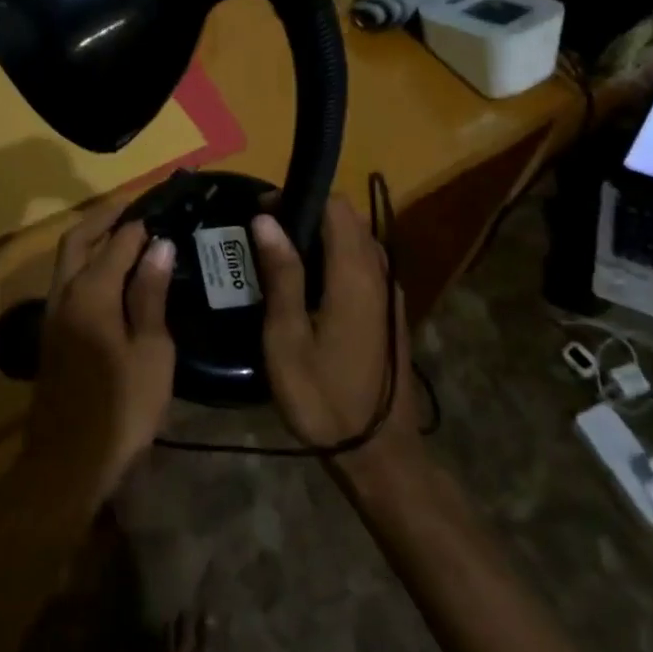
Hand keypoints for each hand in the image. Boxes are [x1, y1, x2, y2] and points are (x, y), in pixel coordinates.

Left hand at [23, 197, 176, 506]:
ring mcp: (53, 316)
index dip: (138, 224)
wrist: (69, 462)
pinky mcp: (52, 336)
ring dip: (93, 242)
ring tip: (128, 238)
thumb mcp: (151, 352)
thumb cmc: (122, 408)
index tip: (162, 210)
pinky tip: (114, 281)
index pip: (116, 243)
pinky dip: (88, 267)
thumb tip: (159, 246)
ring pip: (68, 263)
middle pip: (77, 241)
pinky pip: (68, 284)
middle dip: (103, 219)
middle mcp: (64, 295)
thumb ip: (150, 295)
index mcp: (91, 294)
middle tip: (135, 208)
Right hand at [253, 199, 417, 457]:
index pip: (336, 207)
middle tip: (264, 236)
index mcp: (355, 275)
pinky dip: (336, 258)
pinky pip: (364, 264)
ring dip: (322, 237)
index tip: (262, 212)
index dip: (298, 199)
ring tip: (280, 258)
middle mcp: (380, 274)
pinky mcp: (390, 310)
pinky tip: (308, 286)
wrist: (378, 452)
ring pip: (358, 241)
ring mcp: (390, 293)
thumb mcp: (288, 338)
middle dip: (307, 215)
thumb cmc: (323, 397)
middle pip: (348, 220)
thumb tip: (267, 219)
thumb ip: (281, 274)